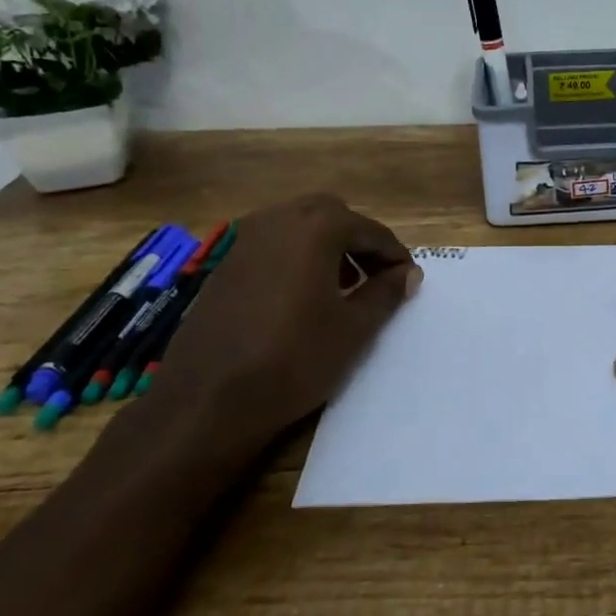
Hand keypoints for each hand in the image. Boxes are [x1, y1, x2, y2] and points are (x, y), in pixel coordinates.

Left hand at [141, 194, 419, 463]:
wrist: (207, 399)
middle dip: (357, 240)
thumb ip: (386, 293)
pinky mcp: (223, 265)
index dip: (394, 255)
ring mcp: (244, 240)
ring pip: (297, 228)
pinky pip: (271, 247)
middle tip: (375, 276)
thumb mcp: (354, 329)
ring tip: (341, 288)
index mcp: (316, 227)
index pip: (369, 230)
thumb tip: (408, 274)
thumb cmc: (294, 359)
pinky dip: (295, 259)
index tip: (409, 279)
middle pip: (330, 215)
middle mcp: (278, 220)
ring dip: (325, 247)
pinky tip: (300, 298)